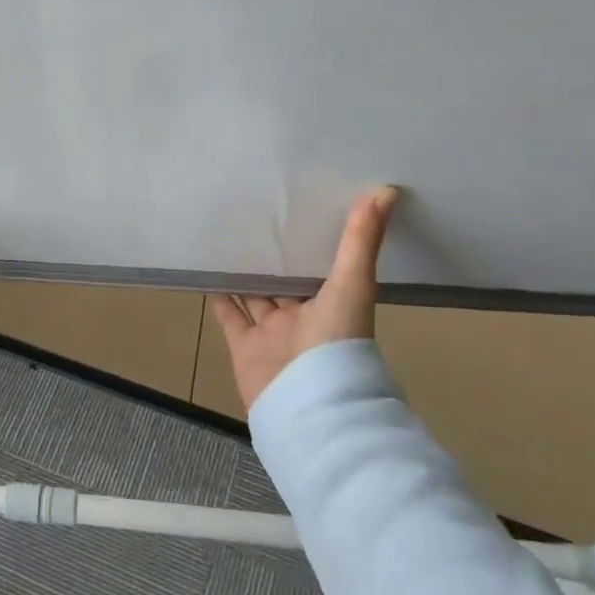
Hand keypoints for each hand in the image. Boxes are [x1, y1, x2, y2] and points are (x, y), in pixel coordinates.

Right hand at [209, 186, 399, 411]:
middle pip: (286, 282)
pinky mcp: (243, 345)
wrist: (307, 404)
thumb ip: (362, 241)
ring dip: (244, 271)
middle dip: (275, 255)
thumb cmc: (336, 343)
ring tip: (226, 236)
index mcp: (333, 305)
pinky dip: (219, 294)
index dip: (312, 240)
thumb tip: (387, 190)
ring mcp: (271, 333)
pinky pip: (229, 315)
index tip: (300, 207)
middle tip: (256, 215)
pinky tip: (207, 269)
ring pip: (256, 295)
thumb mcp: (353, 285)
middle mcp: (303, 318)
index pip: (321, 267)